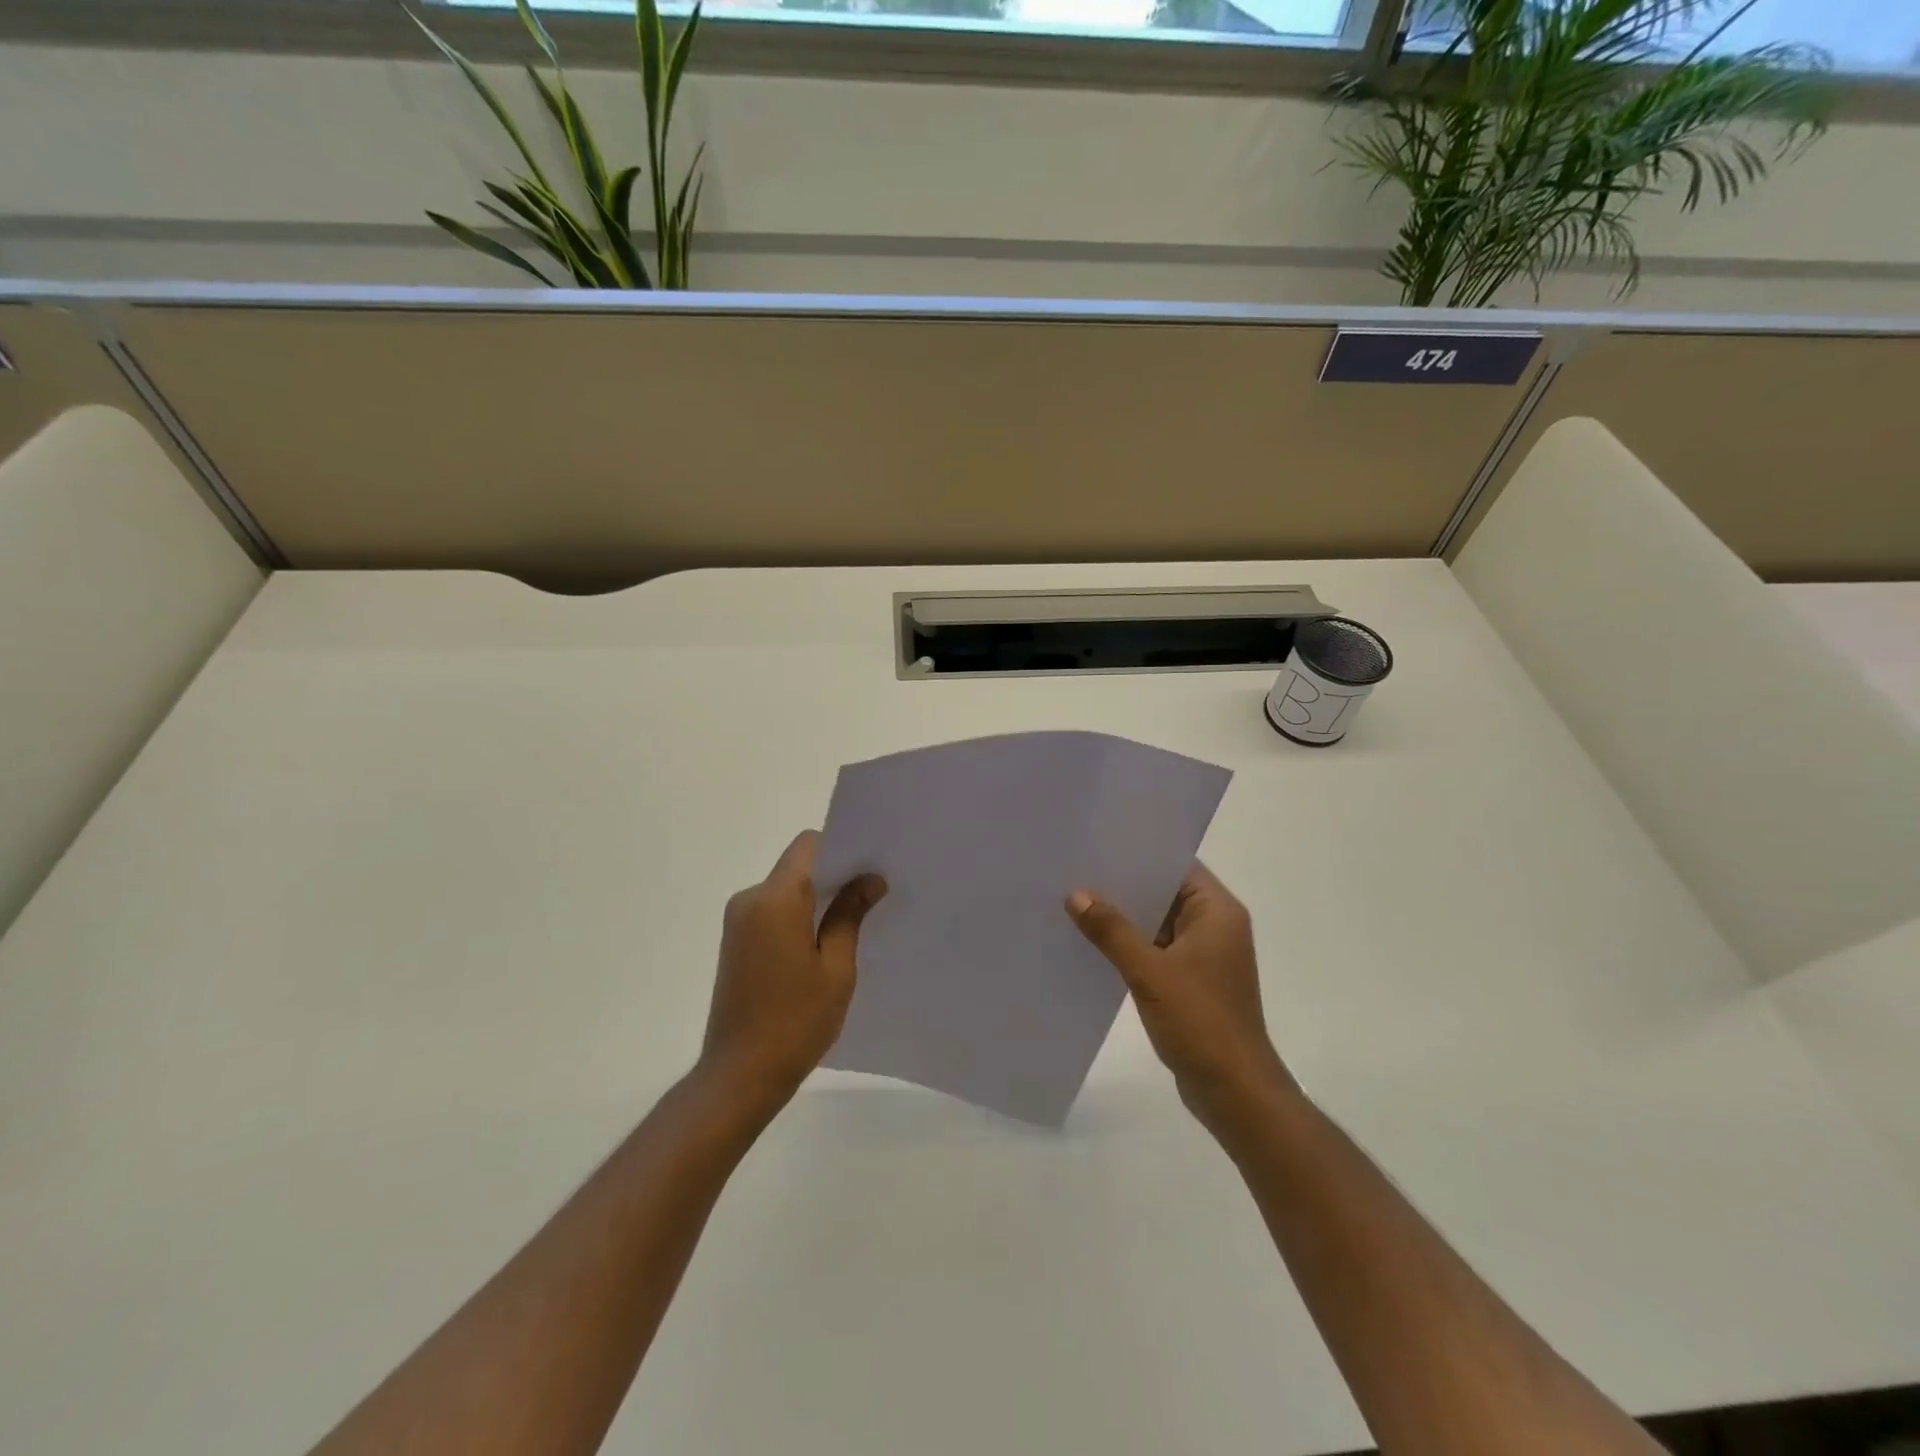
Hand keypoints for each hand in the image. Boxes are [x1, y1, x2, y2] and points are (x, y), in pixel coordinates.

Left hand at [699, 831, 886, 1113]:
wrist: (740, 1075)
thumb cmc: (796, 1021)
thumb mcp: (836, 968)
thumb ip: (850, 915)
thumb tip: (870, 879)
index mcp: (775, 899)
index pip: (809, 845)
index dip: (841, 848)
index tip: (869, 868)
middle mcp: (750, 899)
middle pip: (797, 865)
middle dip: (833, 874)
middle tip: (872, 894)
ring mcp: (738, 920)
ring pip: (785, 888)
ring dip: (815, 897)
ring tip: (852, 922)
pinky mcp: (735, 941)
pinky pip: (773, 910)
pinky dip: (798, 915)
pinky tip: (821, 944)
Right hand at [1067, 864, 1293, 1133]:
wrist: (1234, 1092)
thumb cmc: (1200, 1022)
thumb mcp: (1150, 972)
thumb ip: (1112, 931)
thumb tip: (1076, 894)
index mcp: (1218, 912)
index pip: (1177, 866)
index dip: (1140, 855)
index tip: (1100, 846)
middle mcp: (1215, 927)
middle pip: (1165, 893)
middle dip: (1125, 887)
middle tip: (1078, 871)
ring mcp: (1204, 956)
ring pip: (1158, 923)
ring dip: (1125, 918)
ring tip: (1077, 901)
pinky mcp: (1192, 981)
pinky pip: (1156, 950)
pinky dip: (1130, 945)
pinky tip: (1094, 944)